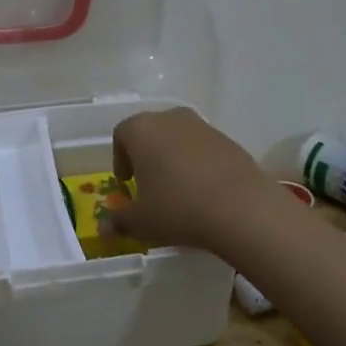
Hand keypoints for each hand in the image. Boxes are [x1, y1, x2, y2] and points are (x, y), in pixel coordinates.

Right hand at [107, 107, 280, 252]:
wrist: (241, 209)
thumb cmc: (177, 209)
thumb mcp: (141, 222)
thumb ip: (119, 221)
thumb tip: (104, 227)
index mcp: (142, 129)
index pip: (121, 135)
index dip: (119, 159)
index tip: (126, 183)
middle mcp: (171, 118)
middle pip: (151, 132)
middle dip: (147, 156)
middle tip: (149, 185)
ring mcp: (203, 126)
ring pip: (179, 139)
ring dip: (174, 159)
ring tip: (178, 190)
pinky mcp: (229, 140)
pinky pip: (204, 149)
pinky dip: (199, 164)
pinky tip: (204, 191)